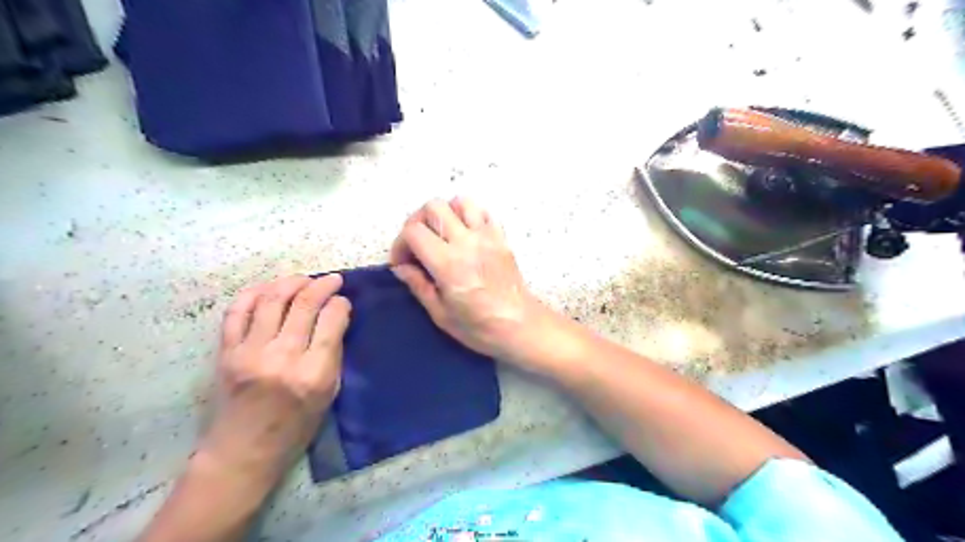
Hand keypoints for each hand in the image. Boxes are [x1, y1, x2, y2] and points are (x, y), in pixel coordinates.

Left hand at [195, 275, 350, 487]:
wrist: (242, 452)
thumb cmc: (295, 428)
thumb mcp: (329, 394)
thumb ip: (333, 354)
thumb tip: (335, 318)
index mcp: (314, 373)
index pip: (331, 321)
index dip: (341, 304)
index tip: (344, 301)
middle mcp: (282, 357)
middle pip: (304, 304)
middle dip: (322, 285)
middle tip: (332, 279)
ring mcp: (250, 353)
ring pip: (272, 300)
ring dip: (292, 282)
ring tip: (304, 279)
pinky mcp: (226, 352)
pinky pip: (237, 311)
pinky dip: (254, 292)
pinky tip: (269, 287)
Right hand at [389, 196, 561, 370]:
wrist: (521, 326)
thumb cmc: (480, 328)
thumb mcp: (441, 314)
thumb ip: (418, 285)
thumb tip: (401, 268)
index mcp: (448, 264)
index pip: (413, 231)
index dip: (400, 244)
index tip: (402, 262)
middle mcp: (467, 242)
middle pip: (433, 207)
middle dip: (417, 222)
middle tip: (417, 245)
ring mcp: (487, 236)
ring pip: (460, 202)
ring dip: (445, 214)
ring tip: (442, 235)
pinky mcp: (501, 237)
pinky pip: (483, 211)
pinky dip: (469, 216)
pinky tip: (465, 235)